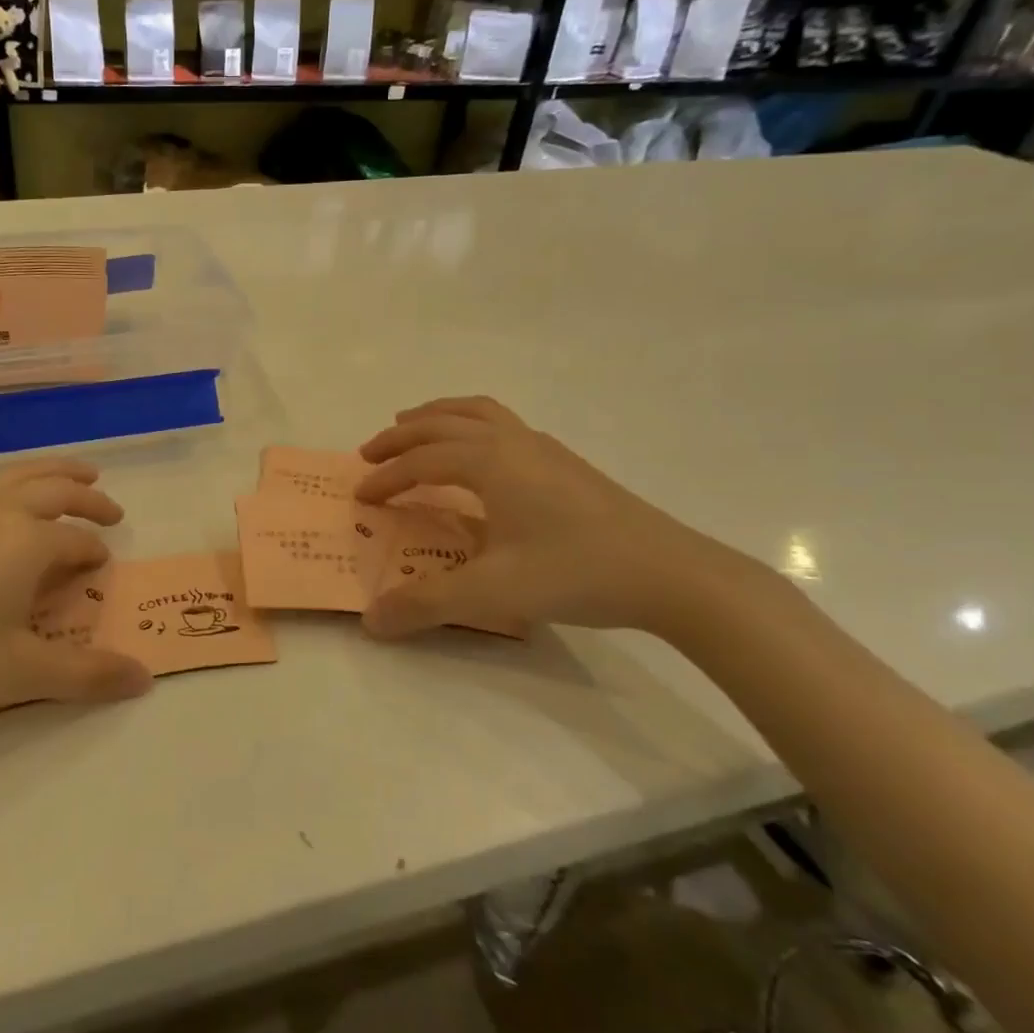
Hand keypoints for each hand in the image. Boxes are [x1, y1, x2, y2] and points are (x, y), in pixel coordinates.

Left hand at [0, 459, 150, 742]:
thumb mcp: (20, 675)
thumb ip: (87, 674)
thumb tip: (145, 679)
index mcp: (27, 543)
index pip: (77, 541)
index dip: (95, 555)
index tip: (103, 571)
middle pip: (53, 489)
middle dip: (87, 497)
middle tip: (111, 509)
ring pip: (15, 477)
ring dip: (51, 474)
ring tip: (72, 476)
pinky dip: (13, 484)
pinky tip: (2, 506)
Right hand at [356, 397, 744, 639]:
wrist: (672, 574)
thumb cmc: (577, 572)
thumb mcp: (493, 592)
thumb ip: (427, 604)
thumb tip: (371, 621)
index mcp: (491, 462)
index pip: (422, 461)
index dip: (387, 477)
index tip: (362, 498)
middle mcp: (513, 442)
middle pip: (443, 423)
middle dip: (401, 436)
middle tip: (369, 452)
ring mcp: (544, 448)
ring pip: (478, 412)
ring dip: (438, 416)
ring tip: (413, 427)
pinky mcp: (566, 463)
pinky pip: (502, 424)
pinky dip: (471, 426)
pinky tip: (479, 456)